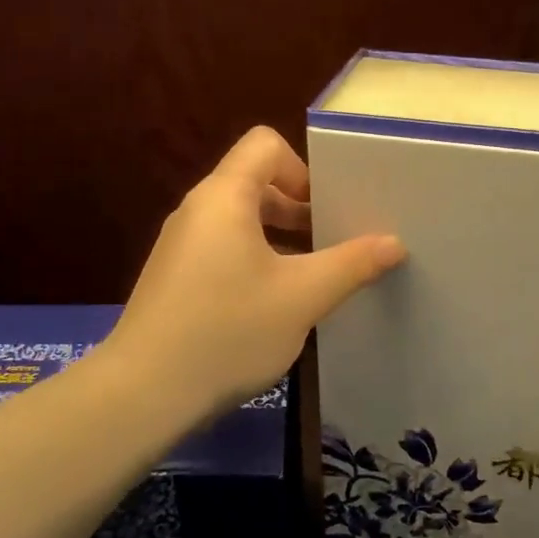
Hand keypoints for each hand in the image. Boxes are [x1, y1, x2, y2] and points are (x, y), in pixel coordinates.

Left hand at [105, 127, 406, 416]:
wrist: (144, 393)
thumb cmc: (228, 331)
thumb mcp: (302, 297)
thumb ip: (352, 264)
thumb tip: (394, 243)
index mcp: (224, 197)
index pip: (265, 145)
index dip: (303, 168)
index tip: (327, 212)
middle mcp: (198, 210)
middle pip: (255, 182)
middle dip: (298, 207)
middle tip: (332, 245)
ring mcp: (181, 245)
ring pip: (240, 220)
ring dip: (280, 239)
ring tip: (311, 278)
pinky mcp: (174, 277)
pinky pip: (223, 249)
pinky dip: (254, 261)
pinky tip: (273, 306)